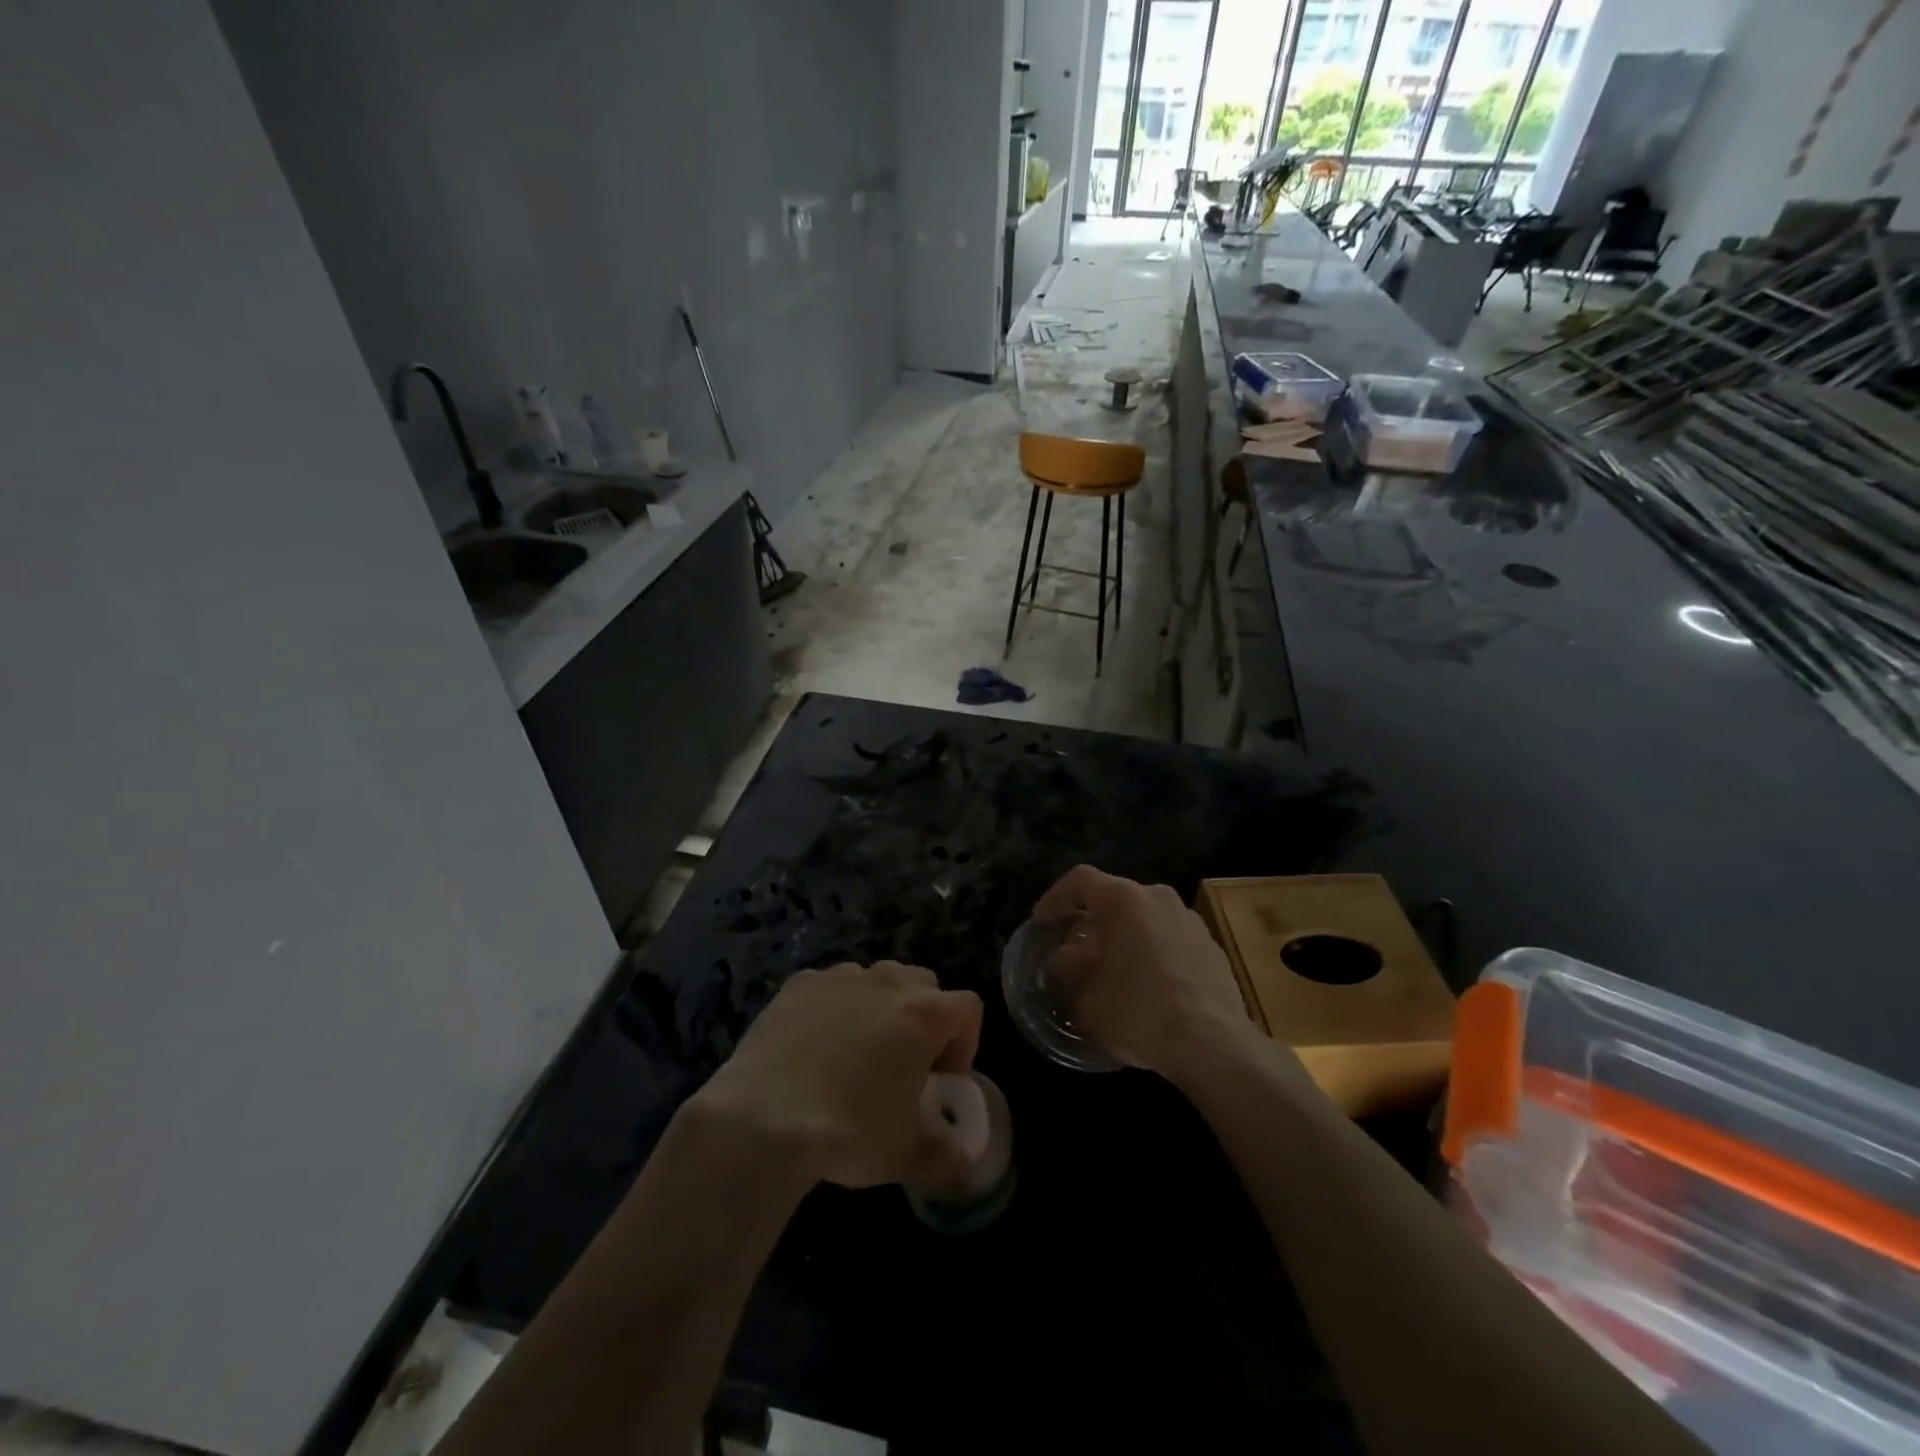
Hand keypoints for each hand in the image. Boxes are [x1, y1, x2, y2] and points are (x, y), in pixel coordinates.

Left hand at [690, 962, 982, 1188]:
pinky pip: (830, 987)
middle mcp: (888, 982)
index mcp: (925, 1015)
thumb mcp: (904, 1155)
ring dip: (878, 1007)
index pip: (967, 1008)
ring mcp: (841, 977)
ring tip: (856, 1052)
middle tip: (905, 1062)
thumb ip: (944, 1159)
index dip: (965, 1041)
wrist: (765, 1116)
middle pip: (923, 984)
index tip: (944, 1077)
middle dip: (923, 1016)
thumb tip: (966, 1170)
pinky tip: (813, 1046)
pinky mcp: (800, 984)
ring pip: (875, 979)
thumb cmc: (850, 1130)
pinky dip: (832, 1007)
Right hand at [1033, 866, 1249, 1076]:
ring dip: (1126, 935)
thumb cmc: (1139, 1012)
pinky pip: (1171, 937)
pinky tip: (1150, 985)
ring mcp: (1190, 919)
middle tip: (1076, 947)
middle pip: (1116, 896)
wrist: (1213, 1045)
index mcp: (1123, 900)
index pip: (1080, 879)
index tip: (1042, 922)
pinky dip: (1154, 951)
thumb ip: (1068, 971)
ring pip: (1146, 916)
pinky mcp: (1212, 945)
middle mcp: (1158, 897)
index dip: (1055, 897)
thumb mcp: (1087, 999)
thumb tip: (1066, 958)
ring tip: (1114, 967)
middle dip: (1093, 919)